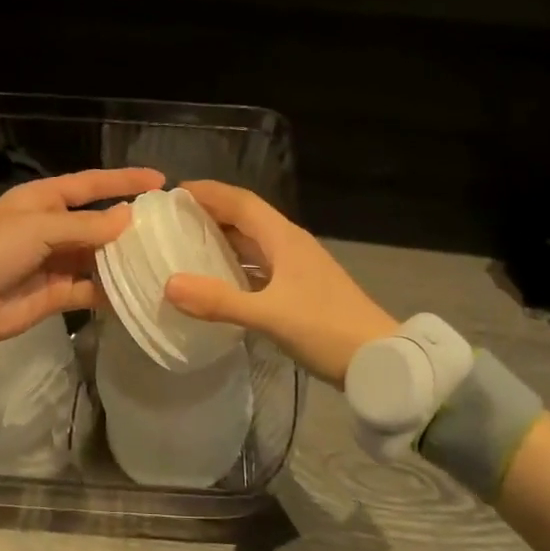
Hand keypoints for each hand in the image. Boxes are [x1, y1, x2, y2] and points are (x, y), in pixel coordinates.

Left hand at [0, 167, 164, 358]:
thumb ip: (86, 225)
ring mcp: (55, 262)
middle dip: (130, 224)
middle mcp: (52, 227)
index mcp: (43, 200)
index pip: (91, 184)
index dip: (124, 180)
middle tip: (170, 229)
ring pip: (99, 257)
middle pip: (99, 222)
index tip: (160, 180)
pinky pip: (91, 289)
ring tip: (162, 260)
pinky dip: (112, 291)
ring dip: (125, 259)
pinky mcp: (57, 294)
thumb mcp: (38, 228)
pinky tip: (139, 291)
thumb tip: (129, 217)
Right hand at [164, 181, 397, 386]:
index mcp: (284, 239)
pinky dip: (236, 265)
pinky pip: (260, 266)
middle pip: (246, 218)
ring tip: (187, 243)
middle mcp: (290, 245)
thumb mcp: (269, 315)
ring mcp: (297, 267)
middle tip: (172, 218)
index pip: (242, 202)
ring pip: (253, 242)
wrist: (379, 358)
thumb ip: (219, 301)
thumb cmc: (326, 329)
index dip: (209, 192)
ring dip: (223, 238)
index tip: (174, 192)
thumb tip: (169, 285)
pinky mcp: (300, 289)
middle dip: (211, 212)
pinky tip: (218, 279)